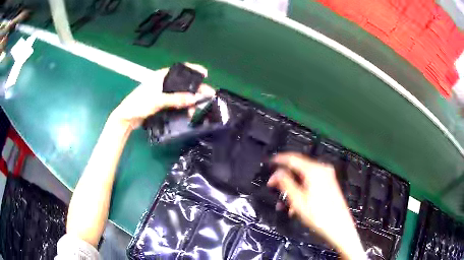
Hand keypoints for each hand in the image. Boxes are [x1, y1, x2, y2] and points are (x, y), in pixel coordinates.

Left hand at [110, 63, 215, 129]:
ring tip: (197, 109)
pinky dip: (182, 107)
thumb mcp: (158, 101)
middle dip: (195, 89)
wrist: (126, 118)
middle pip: (182, 83)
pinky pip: (176, 103)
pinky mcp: (161, 103)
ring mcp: (162, 93)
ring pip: (180, 94)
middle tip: (207, 95)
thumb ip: (176, 99)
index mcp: (160, 76)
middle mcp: (162, 83)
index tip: (205, 74)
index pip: (180, 69)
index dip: (193, 70)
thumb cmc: (139, 104)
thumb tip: (195, 98)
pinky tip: (188, 113)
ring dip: (189, 101)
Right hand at [268, 152, 364, 258]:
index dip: (279, 160)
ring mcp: (327, 176)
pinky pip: (311, 182)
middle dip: (285, 178)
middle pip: (298, 168)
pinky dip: (302, 189)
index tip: (269, 162)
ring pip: (304, 177)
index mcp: (314, 170)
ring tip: (284, 202)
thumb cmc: (318, 215)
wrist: (339, 227)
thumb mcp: (298, 201)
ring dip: (292, 187)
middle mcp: (322, 169)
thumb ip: (286, 183)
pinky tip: (295, 204)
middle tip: (273, 187)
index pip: (293, 158)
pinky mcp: (329, 183)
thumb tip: (277, 173)